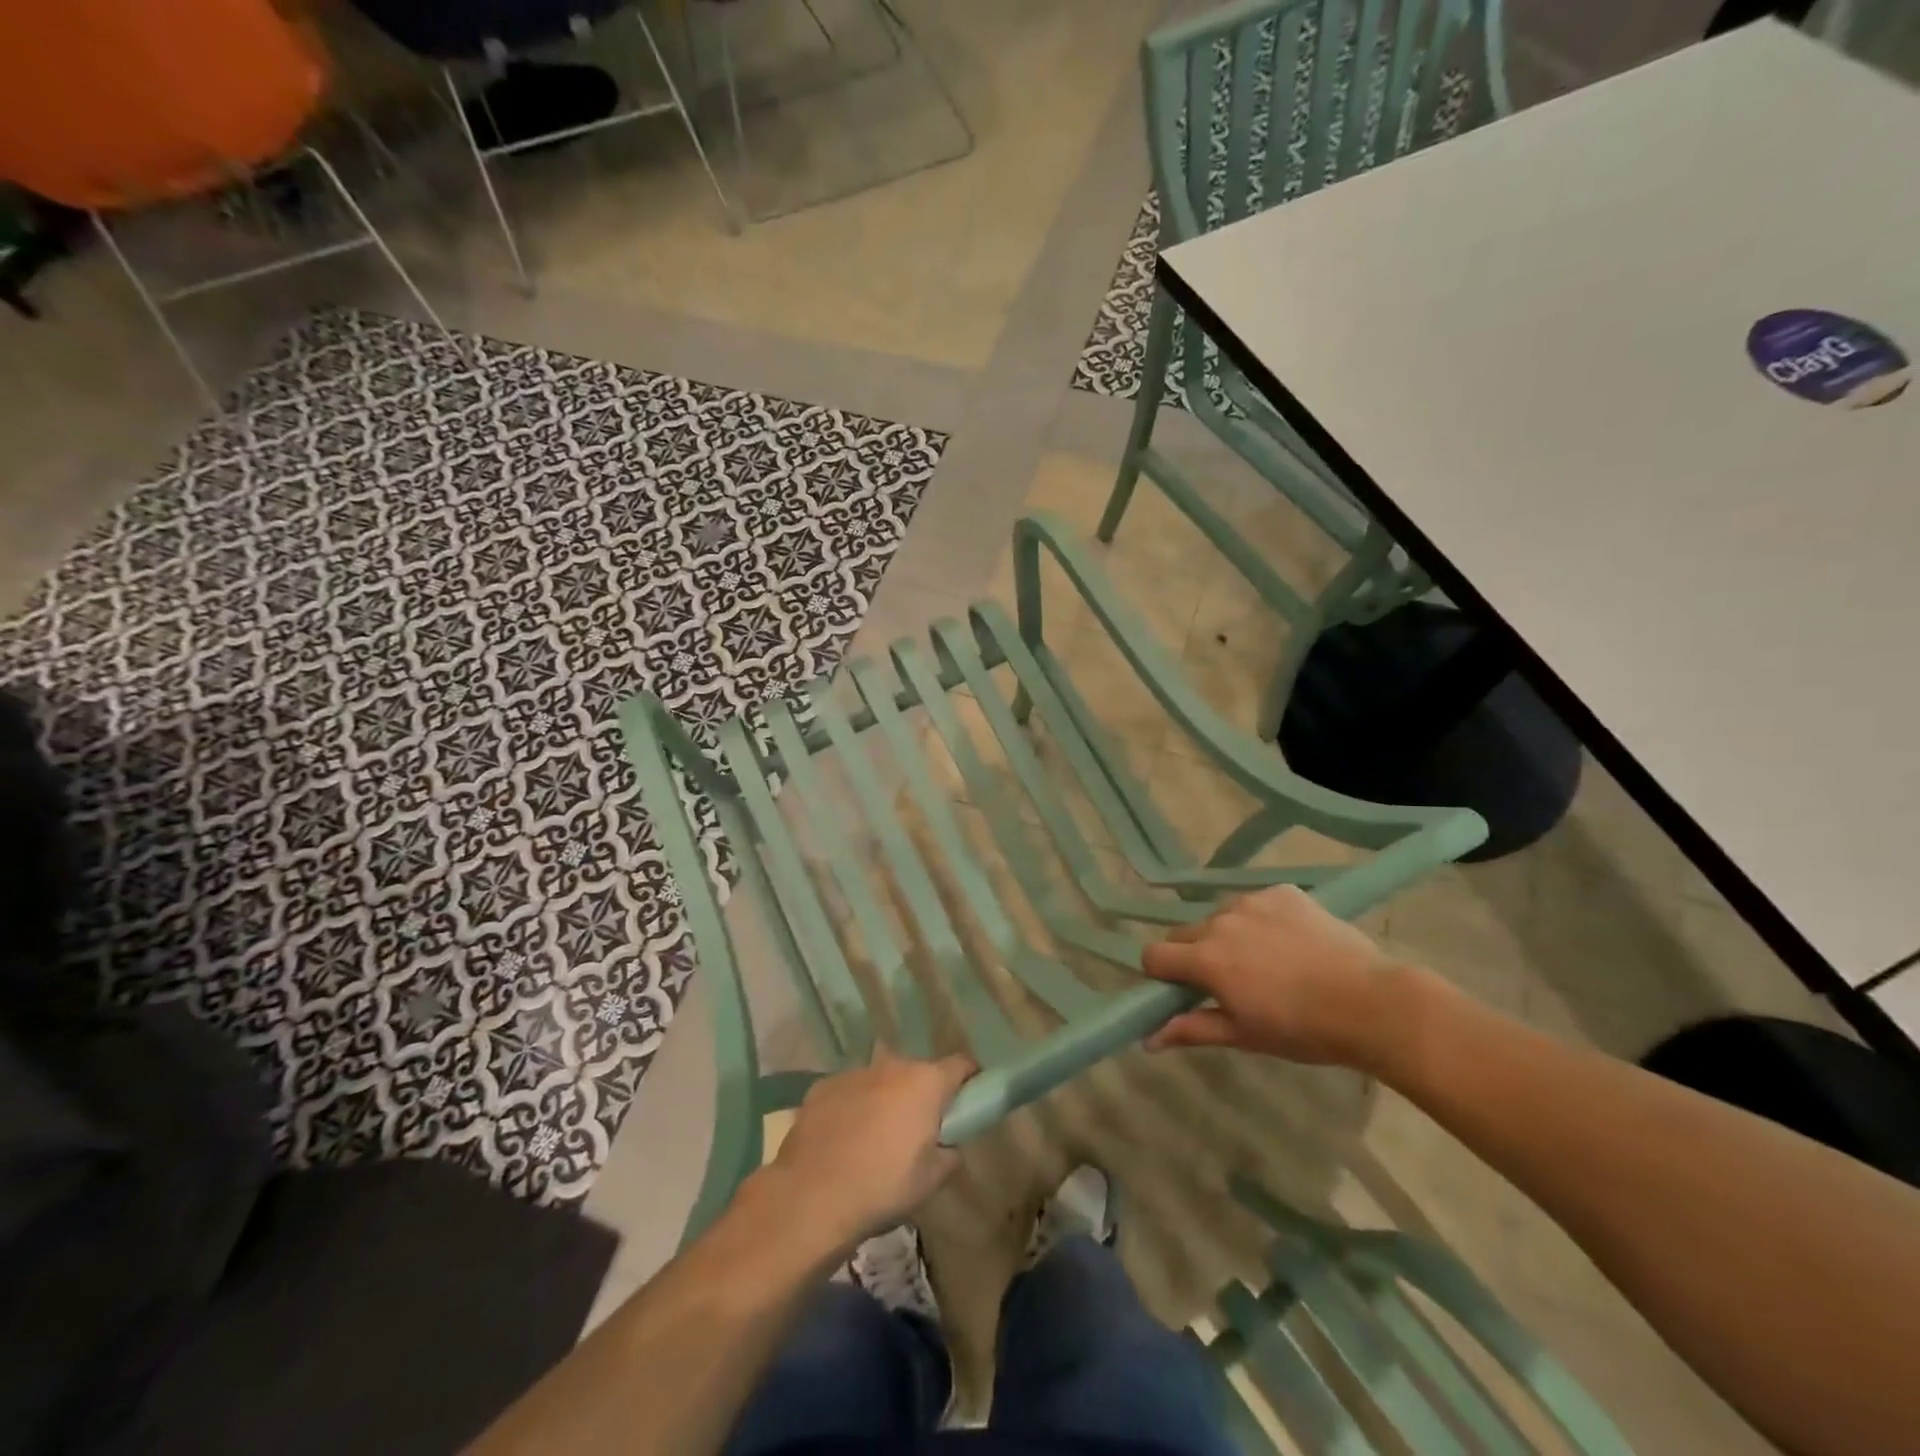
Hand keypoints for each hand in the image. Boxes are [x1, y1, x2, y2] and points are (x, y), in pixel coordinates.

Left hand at [765, 1047, 976, 1251]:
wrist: (811, 1195)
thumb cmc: (883, 1186)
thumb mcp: (932, 1180)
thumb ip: (950, 1153)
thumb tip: (949, 1143)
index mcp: (926, 1082)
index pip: (962, 1065)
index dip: (969, 1080)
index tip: (968, 1100)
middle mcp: (893, 1065)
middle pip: (919, 1072)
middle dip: (922, 1094)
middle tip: (918, 1129)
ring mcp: (855, 1072)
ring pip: (882, 1080)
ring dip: (886, 1099)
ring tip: (876, 1137)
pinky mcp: (823, 1086)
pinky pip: (850, 1091)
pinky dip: (854, 1106)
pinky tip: (844, 1139)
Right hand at [1142, 885, 1415, 1068]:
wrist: (1372, 1003)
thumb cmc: (1303, 1029)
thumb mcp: (1243, 1035)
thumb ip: (1191, 1029)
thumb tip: (1147, 1039)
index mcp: (1206, 958)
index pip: (1153, 955)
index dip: (1161, 975)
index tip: (1184, 992)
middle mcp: (1220, 921)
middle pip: (1185, 933)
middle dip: (1195, 955)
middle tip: (1229, 982)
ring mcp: (1253, 901)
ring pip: (1221, 916)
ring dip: (1229, 936)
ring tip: (1267, 962)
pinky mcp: (1283, 892)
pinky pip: (1256, 903)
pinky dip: (1263, 920)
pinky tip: (1291, 943)